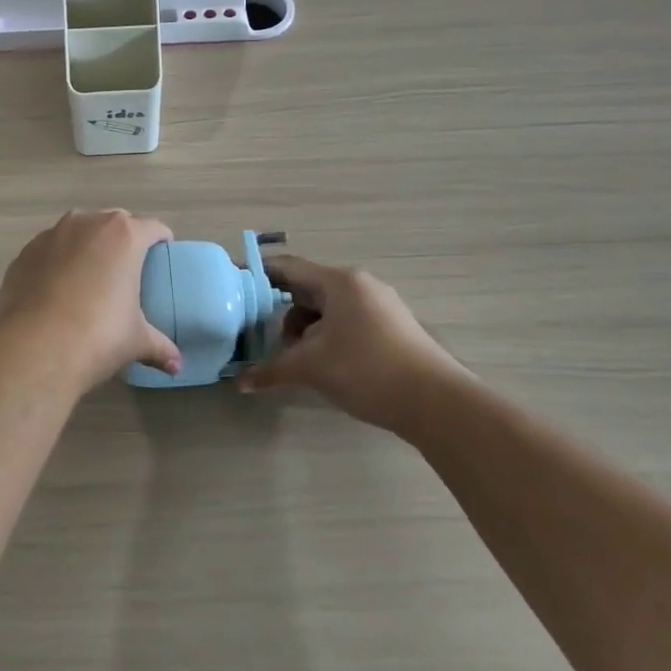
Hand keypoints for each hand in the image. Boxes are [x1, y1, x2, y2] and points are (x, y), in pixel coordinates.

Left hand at [0, 210, 182, 390]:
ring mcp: (51, 234)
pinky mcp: (24, 252)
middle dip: (123, 240)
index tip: (162, 258)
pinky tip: (57, 289)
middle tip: (127, 270)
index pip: (153, 228)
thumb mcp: (136, 341)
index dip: (161, 242)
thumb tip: (176, 365)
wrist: (33, 347)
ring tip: (89, 277)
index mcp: (124, 236)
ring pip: (78, 231)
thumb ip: (160, 346)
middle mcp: (87, 223)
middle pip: (114, 223)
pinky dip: (58, 261)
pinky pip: (50, 249)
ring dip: (87, 246)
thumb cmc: (97, 335)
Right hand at [241, 255, 473, 437]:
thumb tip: (240, 382)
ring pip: (328, 309)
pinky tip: (325, 365)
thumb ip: (272, 370)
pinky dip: (328, 337)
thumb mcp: (311, 368)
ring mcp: (380, 306)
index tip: (234, 286)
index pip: (288, 267)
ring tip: (299, 360)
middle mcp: (360, 285)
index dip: (258, 275)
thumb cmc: (366, 370)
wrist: (437, 403)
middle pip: (307, 289)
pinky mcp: (392, 328)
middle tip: (266, 338)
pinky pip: (347, 322)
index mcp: (339, 282)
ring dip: (307, 330)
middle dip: (283, 314)